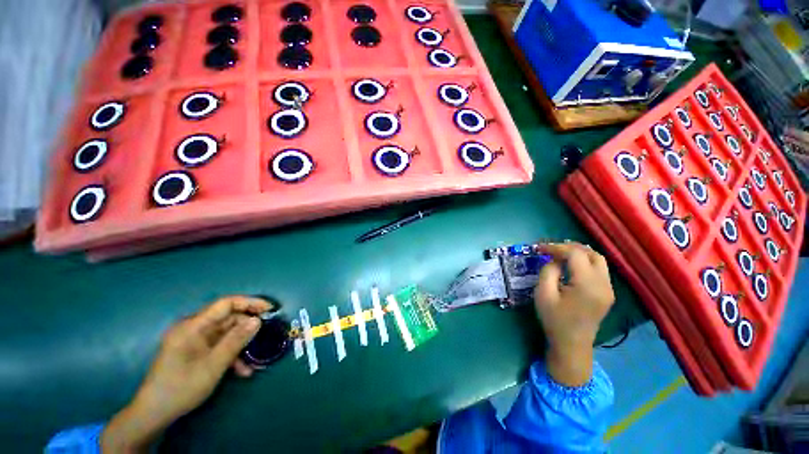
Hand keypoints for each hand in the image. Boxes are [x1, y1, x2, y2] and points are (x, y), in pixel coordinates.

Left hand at [101, 296, 271, 451]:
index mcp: (193, 326)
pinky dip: (231, 355)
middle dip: (247, 328)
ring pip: (225, 335)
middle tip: (266, 336)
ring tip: (254, 362)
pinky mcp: (195, 351)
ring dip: (241, 346)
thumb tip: (258, 320)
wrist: (154, 413)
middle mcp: (193, 328)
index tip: (270, 309)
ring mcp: (193, 340)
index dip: (250, 303)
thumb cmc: (182, 387)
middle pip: (227, 319)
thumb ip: (236, 340)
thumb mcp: (213, 365)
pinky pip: (218, 346)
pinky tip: (241, 371)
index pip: (226, 304)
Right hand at [534, 242, 614, 386]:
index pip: (575, 254)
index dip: (556, 247)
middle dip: (570, 247)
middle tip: (551, 249)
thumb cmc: (554, 320)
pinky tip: (571, 265)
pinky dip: (585, 262)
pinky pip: (599, 269)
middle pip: (592, 254)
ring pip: (598, 260)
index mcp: (587, 285)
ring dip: (579, 253)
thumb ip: (548, 271)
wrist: (572, 345)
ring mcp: (608, 289)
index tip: (540, 248)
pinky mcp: (607, 293)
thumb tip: (554, 259)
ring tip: (560, 254)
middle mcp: (603, 284)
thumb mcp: (543, 294)